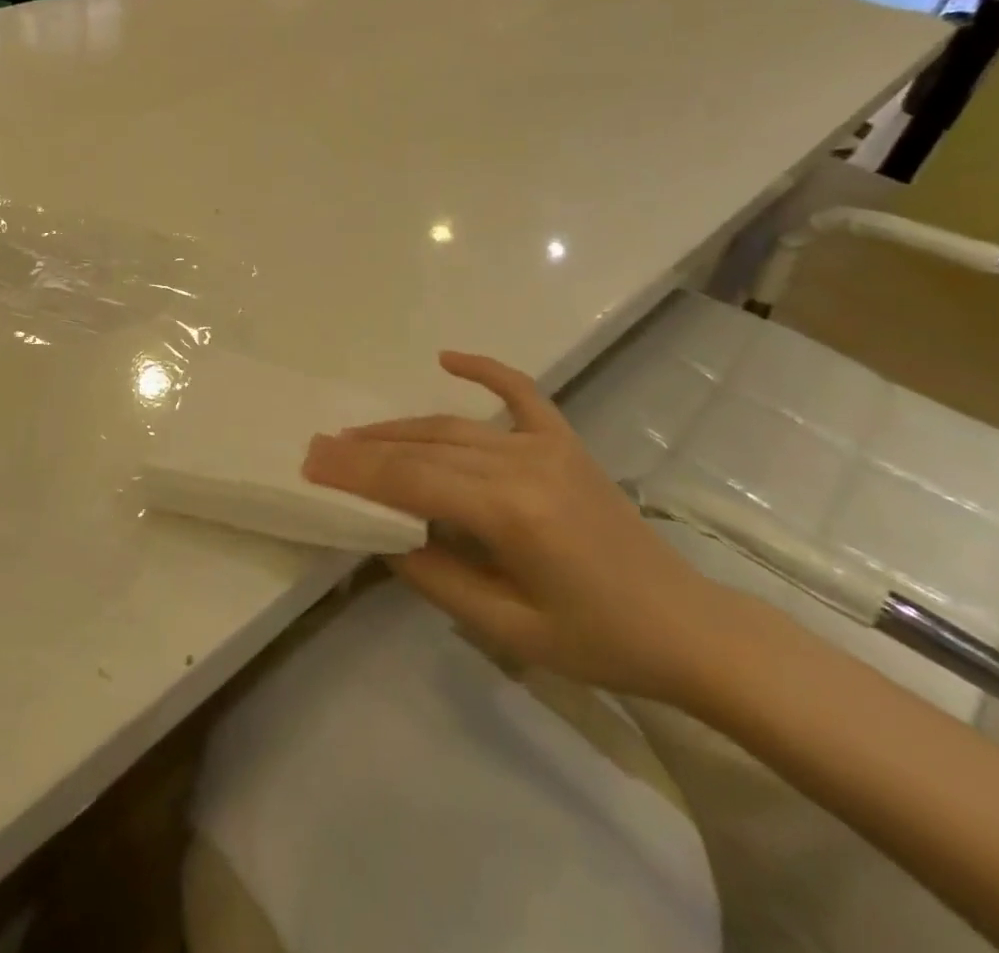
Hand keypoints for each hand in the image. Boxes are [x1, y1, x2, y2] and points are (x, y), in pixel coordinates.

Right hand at [303, 351, 735, 703]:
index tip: (311, 464)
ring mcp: (547, 445)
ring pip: (454, 425)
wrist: (687, 627)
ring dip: (400, 427)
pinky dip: (484, 369)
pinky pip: (520, 392)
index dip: (357, 473)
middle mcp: (523, 464)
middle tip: (317, 447)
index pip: (413, 481)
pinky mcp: (565, 441)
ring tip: (354, 433)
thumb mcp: (508, 630)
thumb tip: (383, 537)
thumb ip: (437, 578)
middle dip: (365, 448)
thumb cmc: (598, 640)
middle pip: (425, 447)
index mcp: (511, 513)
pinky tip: (447, 358)